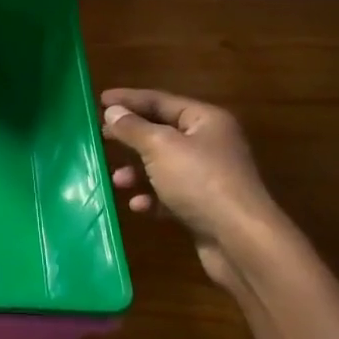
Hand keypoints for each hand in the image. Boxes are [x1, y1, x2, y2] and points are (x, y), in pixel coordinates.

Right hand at [100, 88, 274, 284]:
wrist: (239, 239)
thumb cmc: (199, 181)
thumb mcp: (160, 147)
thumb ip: (133, 128)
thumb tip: (112, 112)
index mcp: (205, 120)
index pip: (160, 100)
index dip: (128, 99)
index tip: (99, 100)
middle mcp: (209, 143)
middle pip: (161, 132)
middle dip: (131, 137)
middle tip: (101, 137)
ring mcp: (208, 176)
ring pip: (163, 165)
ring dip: (137, 171)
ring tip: (118, 180)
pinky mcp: (203, 205)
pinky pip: (170, 194)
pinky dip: (151, 197)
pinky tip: (138, 205)